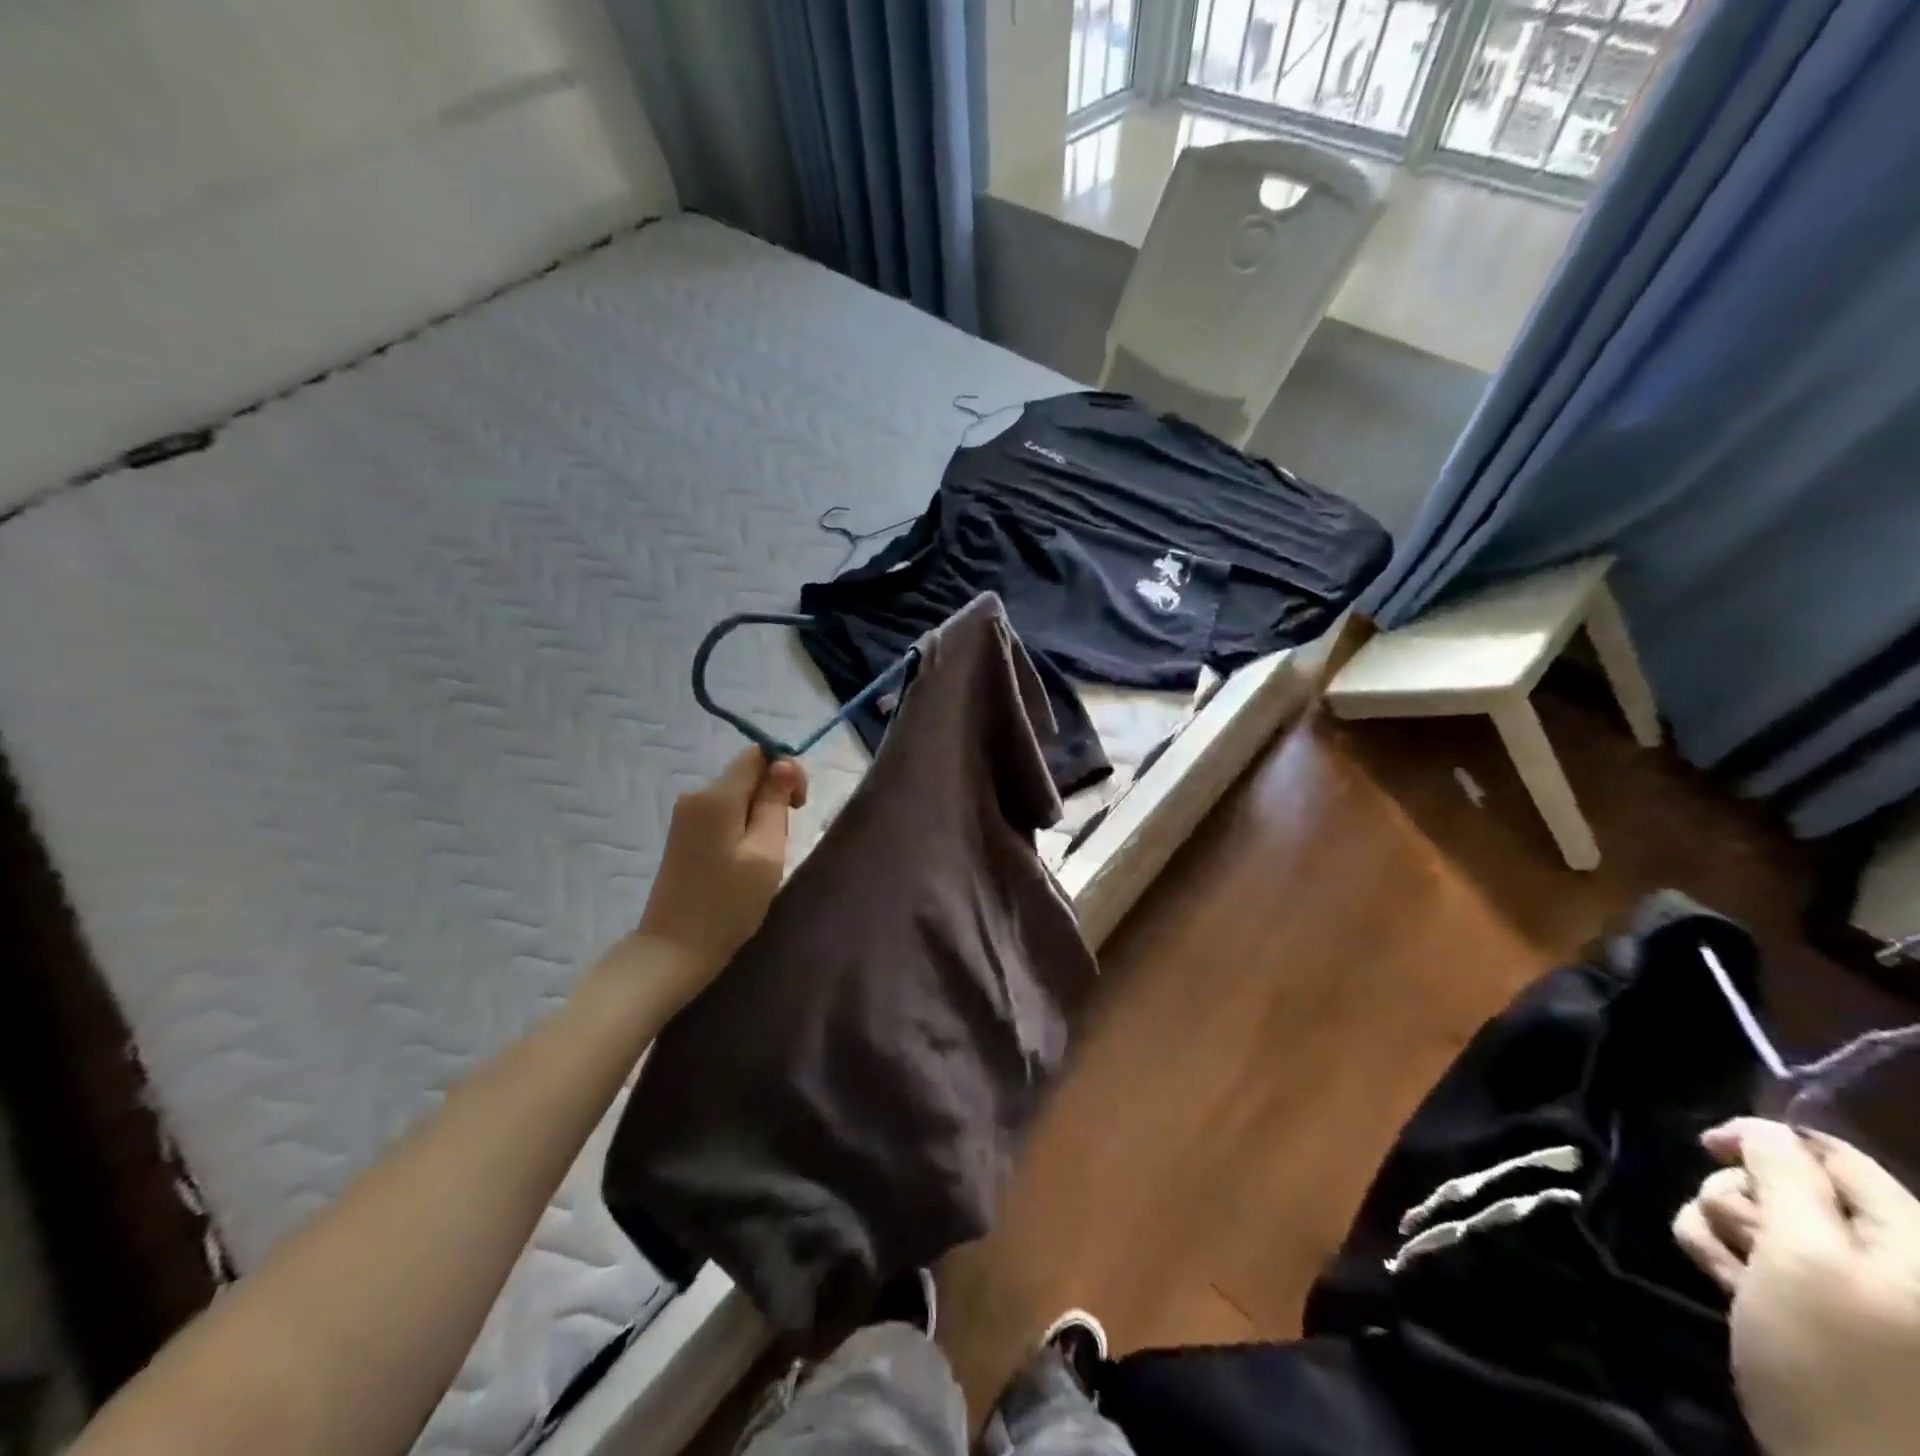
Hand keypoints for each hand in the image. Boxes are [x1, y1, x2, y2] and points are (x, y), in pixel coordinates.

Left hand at [630, 748, 806, 1002]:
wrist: (674, 950)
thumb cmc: (728, 903)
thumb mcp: (766, 852)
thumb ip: (775, 803)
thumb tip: (784, 764)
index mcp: (717, 796)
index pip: (757, 753)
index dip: (786, 769)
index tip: (798, 806)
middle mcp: (696, 796)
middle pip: (746, 773)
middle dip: (773, 795)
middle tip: (782, 840)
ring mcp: (686, 816)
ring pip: (736, 796)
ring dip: (758, 814)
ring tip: (764, 857)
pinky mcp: (683, 835)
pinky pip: (723, 814)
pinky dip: (742, 827)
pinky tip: (744, 860)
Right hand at [1672, 1118, 1919, 1455]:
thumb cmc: (1835, 1365)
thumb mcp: (1804, 1258)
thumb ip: (1784, 1177)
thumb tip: (1760, 1129)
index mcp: (1912, 1242)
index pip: (1829, 1152)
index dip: (1761, 1137)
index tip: (1704, 1146)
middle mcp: (1891, 1260)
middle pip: (1786, 1187)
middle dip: (1738, 1201)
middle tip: (1739, 1242)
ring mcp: (1857, 1293)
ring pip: (1760, 1223)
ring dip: (1724, 1237)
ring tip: (1729, 1278)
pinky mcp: (1820, 1317)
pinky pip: (1761, 1263)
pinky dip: (1731, 1267)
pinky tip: (1728, 1292)